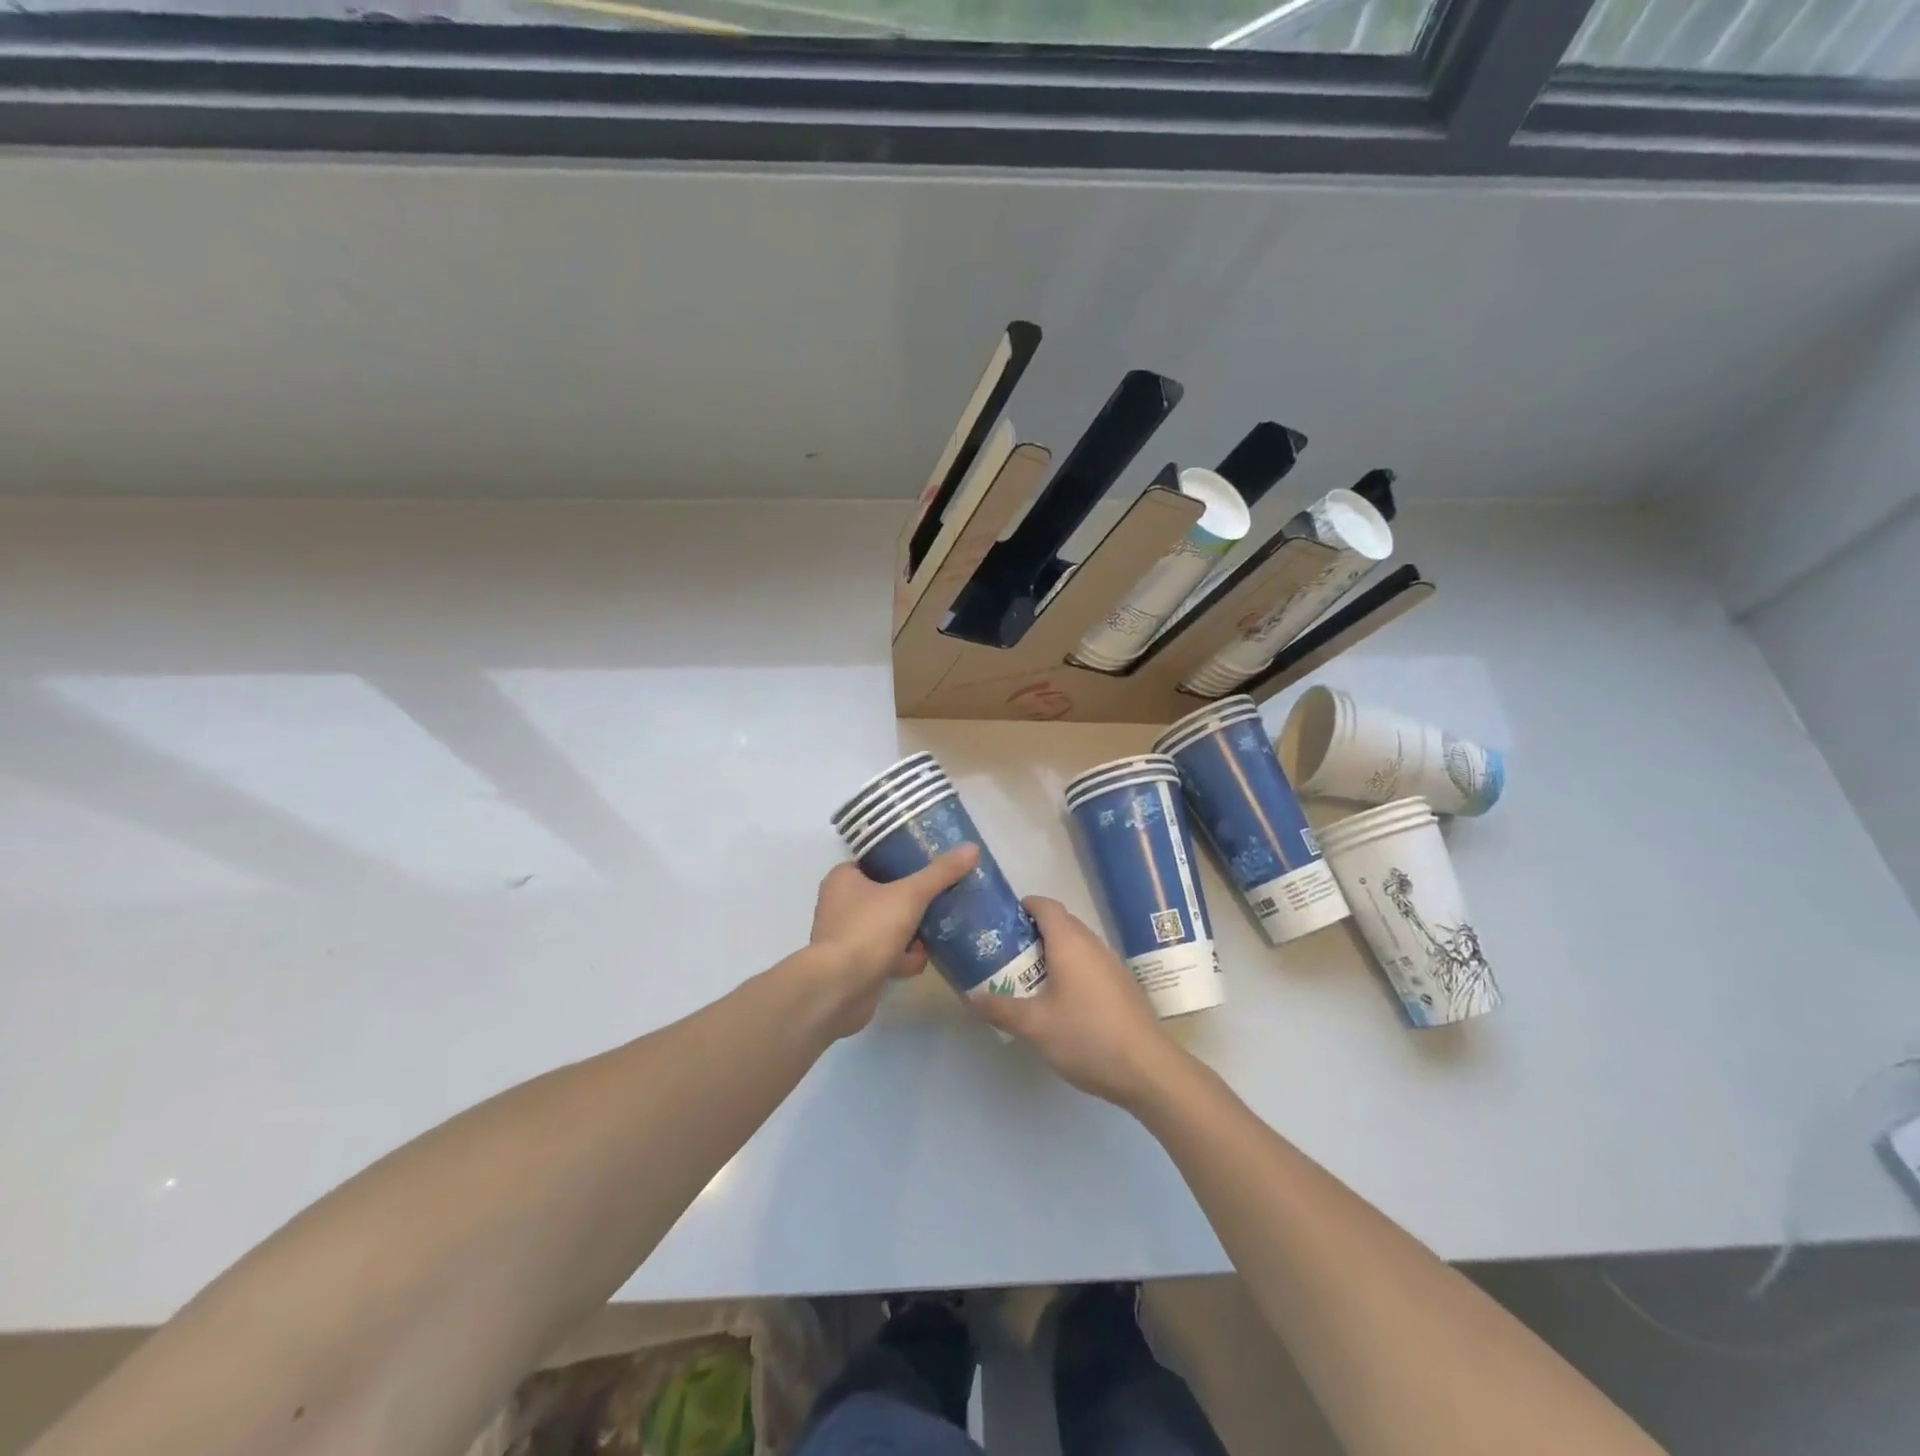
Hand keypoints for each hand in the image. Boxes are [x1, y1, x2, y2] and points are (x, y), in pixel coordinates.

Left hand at [804, 845, 978, 1038]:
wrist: (839, 989)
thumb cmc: (868, 930)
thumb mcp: (910, 895)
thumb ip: (940, 873)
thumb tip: (972, 847)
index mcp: (843, 879)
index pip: (877, 861)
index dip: (903, 862)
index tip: (932, 865)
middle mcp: (840, 904)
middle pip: (887, 895)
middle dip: (914, 902)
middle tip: (942, 900)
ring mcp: (847, 937)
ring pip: (889, 926)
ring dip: (912, 933)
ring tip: (938, 932)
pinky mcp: (855, 966)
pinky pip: (885, 954)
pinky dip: (902, 959)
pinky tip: (919, 963)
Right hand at [973, 897, 1184, 1107]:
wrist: (1148, 1069)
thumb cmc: (1087, 1036)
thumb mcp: (1035, 1026)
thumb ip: (1000, 1008)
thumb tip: (970, 997)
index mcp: (1070, 942)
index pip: (1044, 905)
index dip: (1022, 906)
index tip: (1000, 923)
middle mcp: (1092, 944)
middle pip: (1060, 923)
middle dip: (1031, 932)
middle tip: (1005, 954)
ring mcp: (1111, 964)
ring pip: (1075, 945)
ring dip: (1051, 953)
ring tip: (1026, 978)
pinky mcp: (1121, 985)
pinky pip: (1089, 964)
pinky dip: (1069, 969)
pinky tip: (1059, 1001)